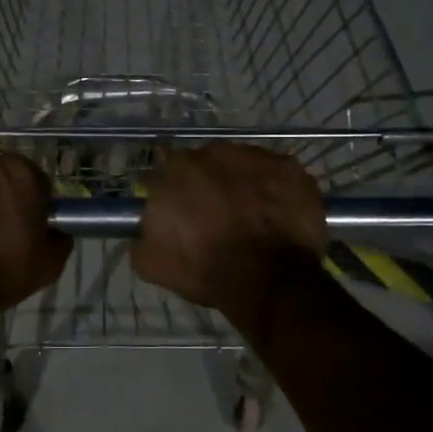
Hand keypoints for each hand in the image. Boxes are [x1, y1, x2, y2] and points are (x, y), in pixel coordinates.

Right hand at [130, 145, 326, 331]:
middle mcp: (213, 152)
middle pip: (206, 163)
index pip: (166, 171)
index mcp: (175, 169)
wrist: (266, 279)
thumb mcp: (152, 263)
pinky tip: (277, 215)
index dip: (174, 191)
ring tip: (252, 216)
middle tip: (217, 215)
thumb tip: (145, 229)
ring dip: (243, 183)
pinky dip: (276, 190)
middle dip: (209, 184)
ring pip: (243, 165)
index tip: (181, 211)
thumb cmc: (205, 268)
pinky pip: (278, 174)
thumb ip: (142, 236)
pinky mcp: (289, 167)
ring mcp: (255, 156)